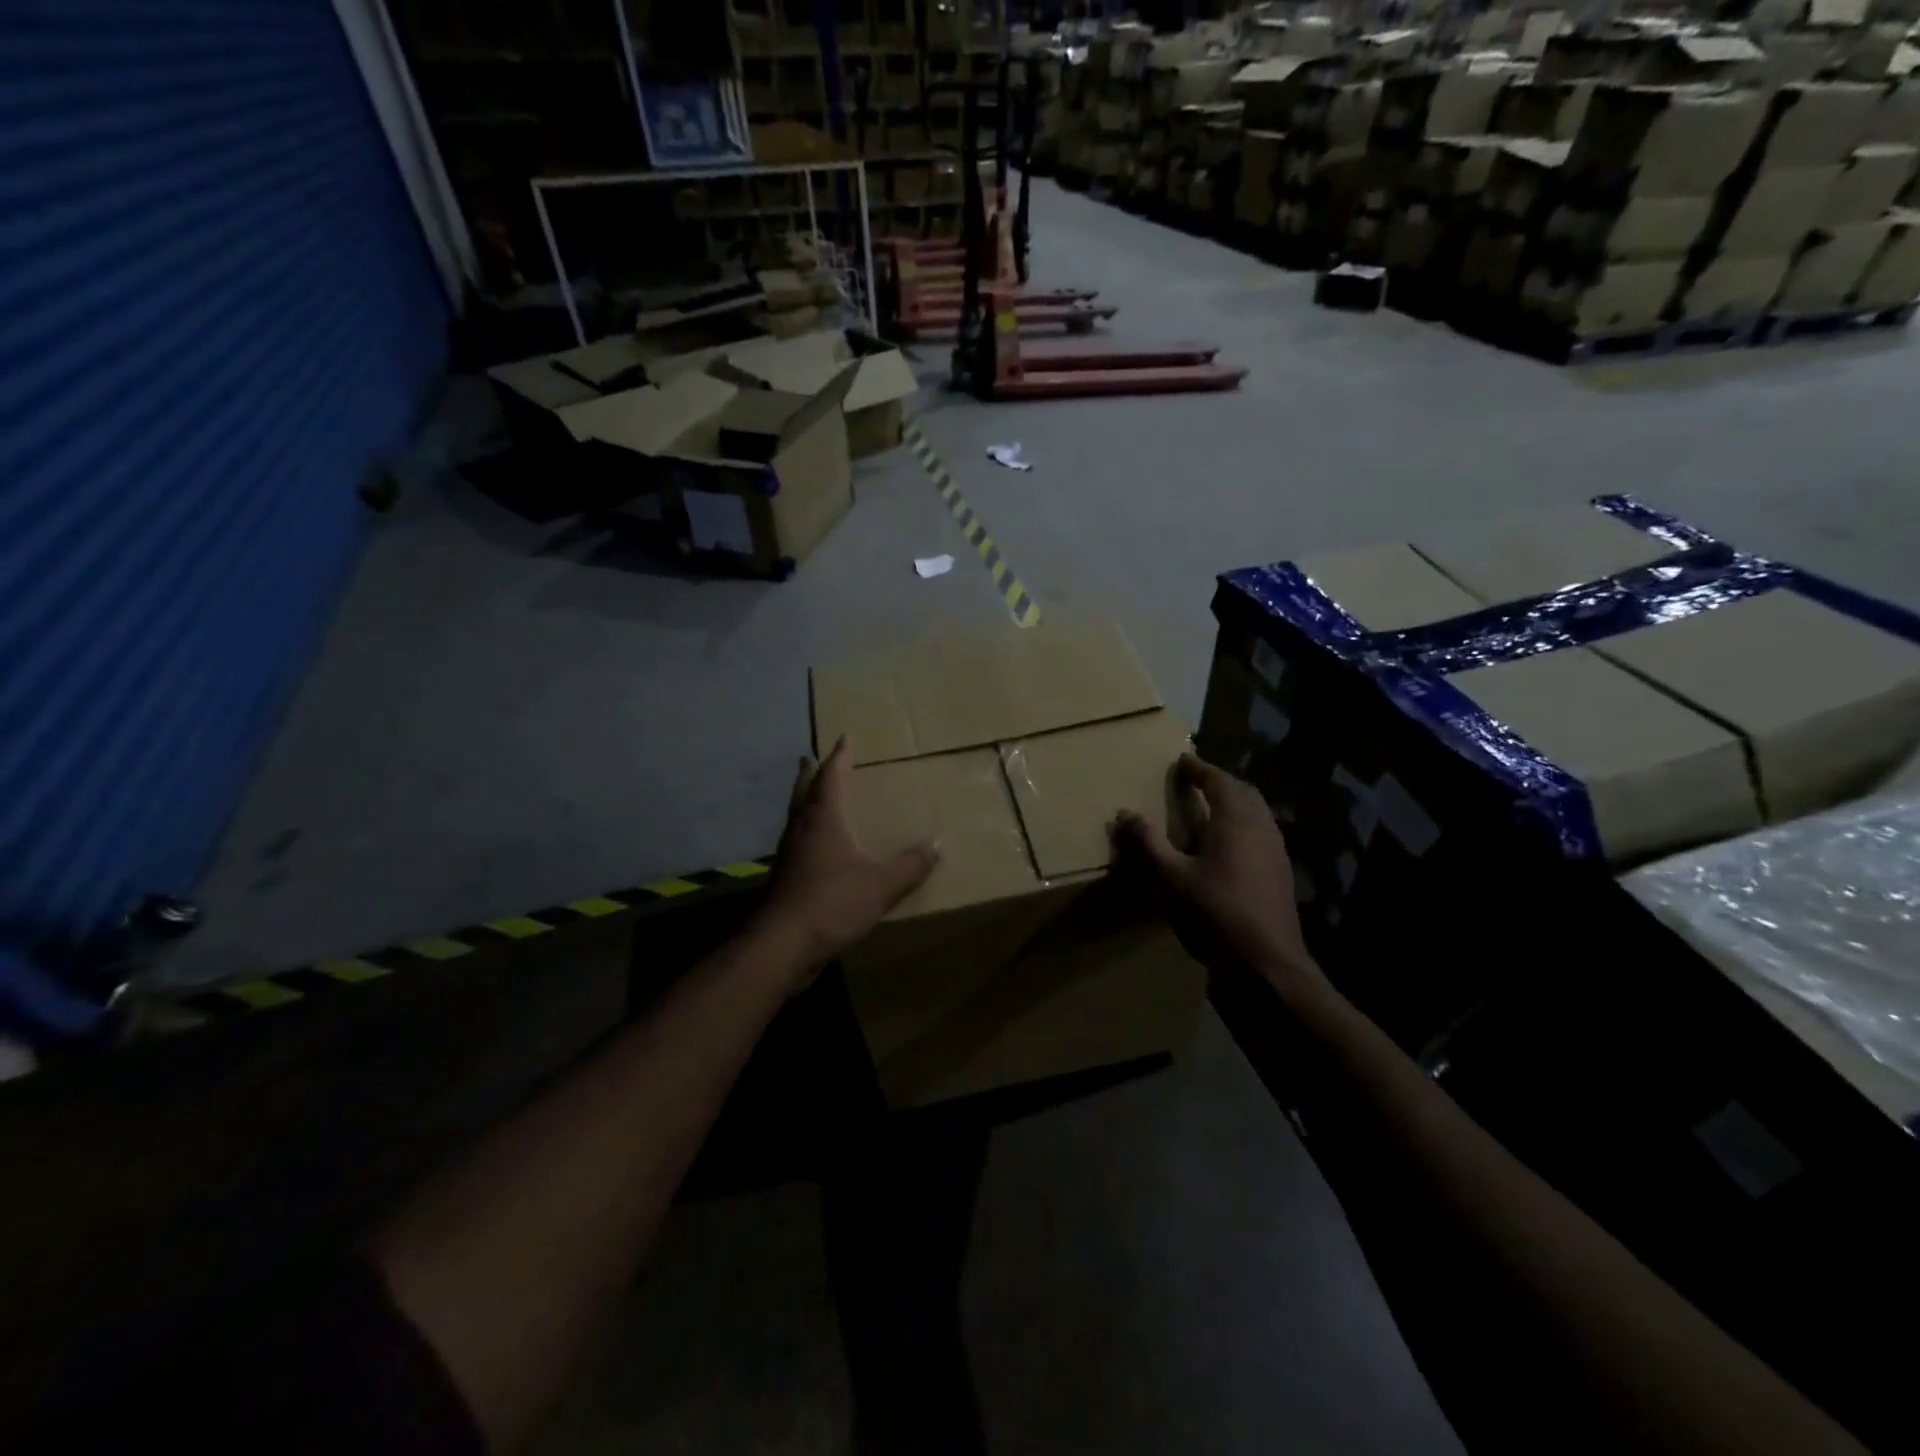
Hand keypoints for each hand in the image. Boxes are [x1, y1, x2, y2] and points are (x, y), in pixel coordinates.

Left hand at [761, 736, 939, 971]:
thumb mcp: (881, 884)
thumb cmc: (832, 901)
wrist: (782, 944)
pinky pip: (797, 844)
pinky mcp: (785, 879)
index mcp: (824, 819)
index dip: (840, 757)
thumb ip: (910, 865)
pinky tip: (816, 848)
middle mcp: (803, 829)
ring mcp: (790, 855)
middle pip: (804, 792)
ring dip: (804, 801)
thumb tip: (938, 845)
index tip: (844, 738)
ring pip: (797, 817)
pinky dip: (806, 833)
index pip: (832, 777)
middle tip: (810, 757)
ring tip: (813, 796)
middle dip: (810, 774)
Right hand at [1113, 755, 1323, 1000]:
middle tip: (1195, 780)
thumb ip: (1148, 844)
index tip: (1182, 759)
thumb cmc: (1217, 913)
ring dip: (1233, 802)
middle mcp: (1261, 827)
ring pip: (1256, 812)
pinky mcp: (1280, 872)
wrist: (1267, 962)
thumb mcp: (1172, 878)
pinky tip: (1227, 844)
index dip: (1199, 768)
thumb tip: (1125, 813)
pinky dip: (1242, 823)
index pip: (1218, 780)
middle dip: (1219, 782)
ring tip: (1209, 807)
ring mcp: (1275, 850)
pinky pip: (1260, 832)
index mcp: (1236, 820)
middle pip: (1242, 792)